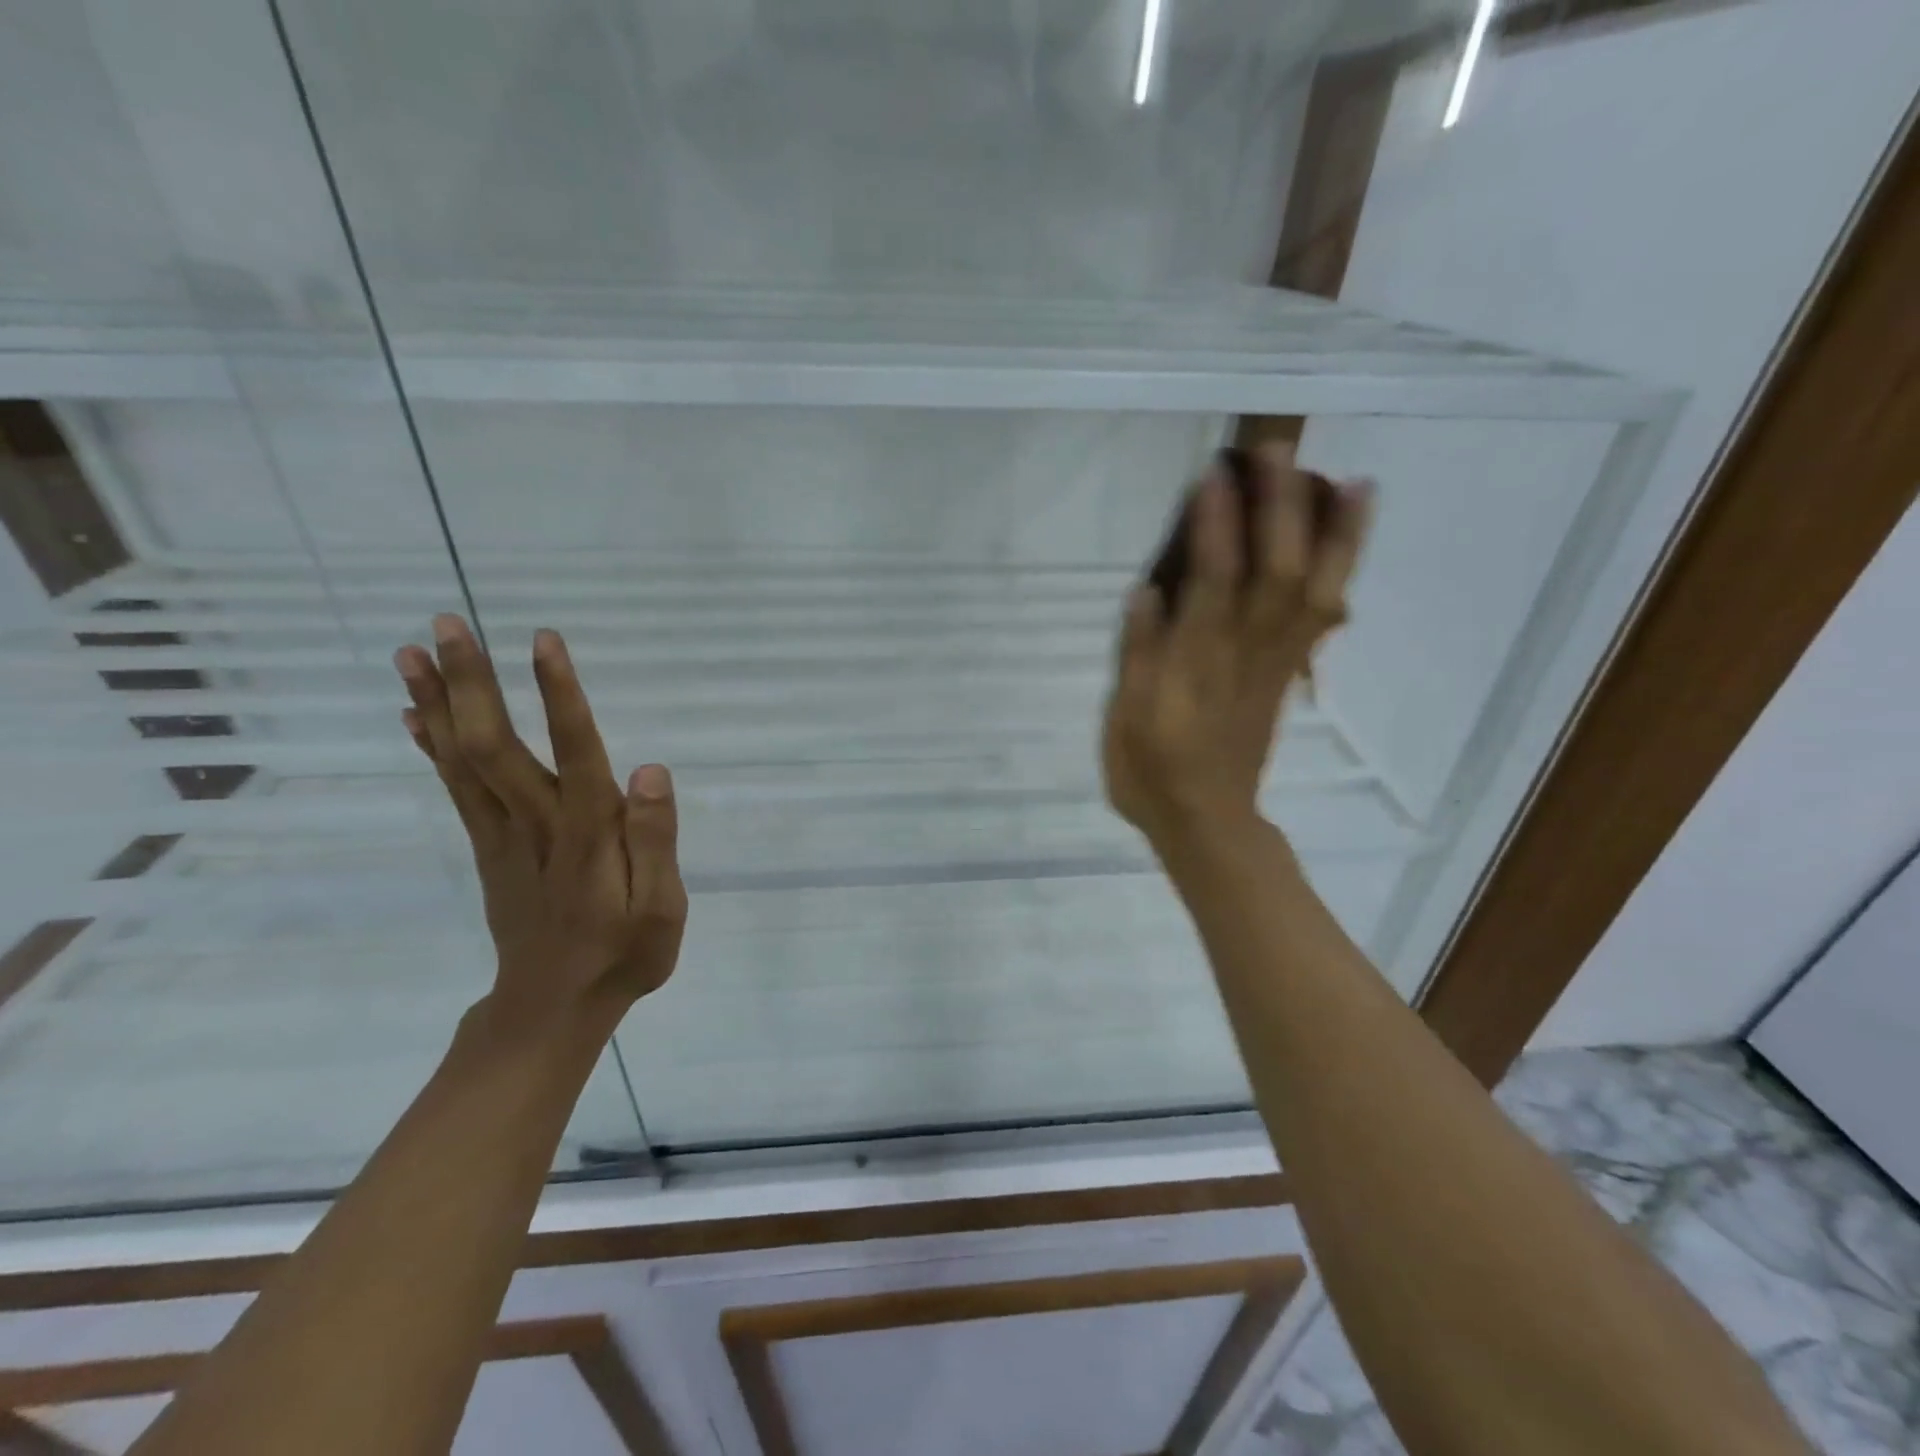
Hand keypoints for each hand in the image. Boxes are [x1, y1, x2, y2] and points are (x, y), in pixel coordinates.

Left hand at [393, 616, 686, 1035]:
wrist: (553, 1008)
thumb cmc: (623, 955)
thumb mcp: (662, 908)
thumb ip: (655, 840)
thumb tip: (648, 771)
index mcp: (586, 836)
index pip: (573, 753)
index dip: (560, 695)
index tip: (543, 640)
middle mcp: (534, 825)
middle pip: (494, 746)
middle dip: (471, 682)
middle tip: (447, 623)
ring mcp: (500, 836)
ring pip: (461, 761)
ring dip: (437, 703)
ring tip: (412, 651)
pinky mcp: (486, 848)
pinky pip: (455, 786)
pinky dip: (431, 744)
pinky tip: (416, 712)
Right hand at [1102, 444, 1371, 847]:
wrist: (1205, 820)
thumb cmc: (1151, 771)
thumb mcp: (1126, 719)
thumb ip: (1138, 654)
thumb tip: (1149, 589)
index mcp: (1196, 664)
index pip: (1213, 582)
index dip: (1217, 527)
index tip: (1215, 474)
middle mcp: (1244, 653)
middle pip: (1277, 572)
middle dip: (1280, 508)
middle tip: (1275, 451)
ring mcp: (1274, 662)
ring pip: (1315, 590)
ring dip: (1333, 533)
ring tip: (1347, 477)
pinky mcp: (1287, 672)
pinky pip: (1324, 615)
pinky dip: (1343, 570)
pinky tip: (1349, 535)